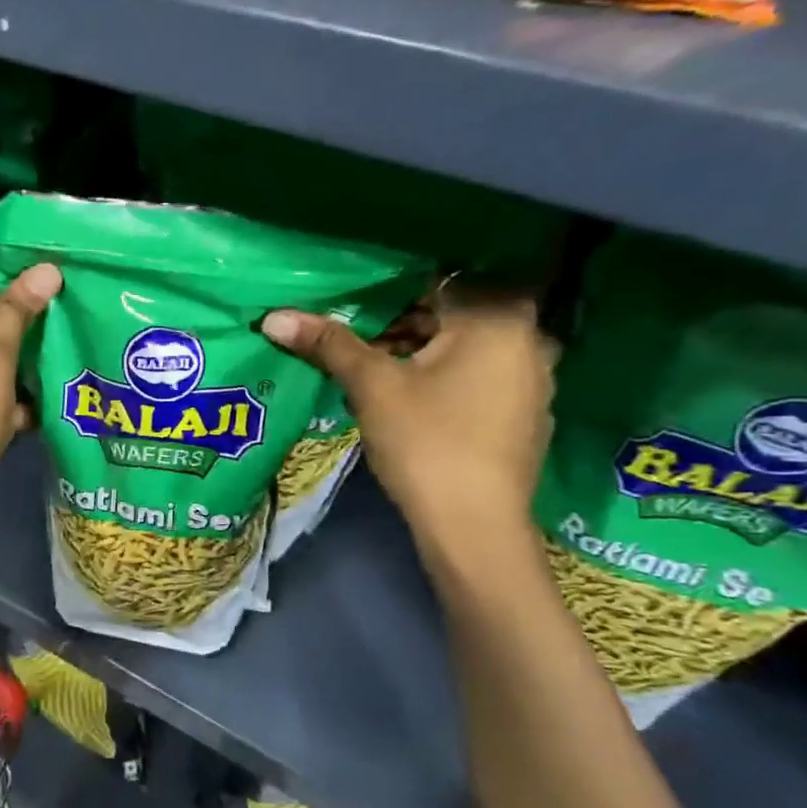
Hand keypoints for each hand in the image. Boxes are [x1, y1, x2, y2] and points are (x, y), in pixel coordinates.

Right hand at [261, 290, 557, 545]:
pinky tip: (410, 399)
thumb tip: (273, 317)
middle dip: (404, 321)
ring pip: (466, 347)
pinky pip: (480, 376)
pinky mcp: (524, 414)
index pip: (439, 280)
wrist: (473, 528)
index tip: (355, 299)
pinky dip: (445, 376)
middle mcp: (529, 339)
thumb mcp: (372, 386)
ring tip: (374, 367)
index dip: (391, 287)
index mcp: (498, 319)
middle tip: (356, 334)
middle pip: (454, 314)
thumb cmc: (426, 442)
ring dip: (422, 350)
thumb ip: (328, 343)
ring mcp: (533, 380)